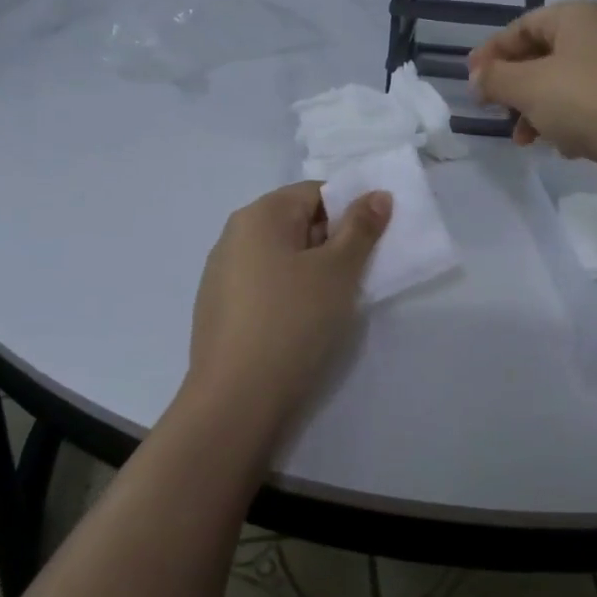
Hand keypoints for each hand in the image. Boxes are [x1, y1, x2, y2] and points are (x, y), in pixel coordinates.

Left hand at [184, 181, 391, 442]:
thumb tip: (377, 194)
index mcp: (259, 215)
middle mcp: (234, 235)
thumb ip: (361, 228)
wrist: (235, 402)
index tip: (369, 247)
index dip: (349, 213)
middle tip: (357, 277)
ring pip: (282, 257)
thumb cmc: (292, 322)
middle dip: (332, 244)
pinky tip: (301, 326)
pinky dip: (288, 295)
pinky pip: (265, 286)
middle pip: (298, 222)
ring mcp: (221, 274)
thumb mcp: (338, 271)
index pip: (316, 193)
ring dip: (312, 272)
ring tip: (332, 305)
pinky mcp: (219, 310)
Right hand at [467, 0, 596, 184]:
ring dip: (536, 109)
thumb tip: (476, 78)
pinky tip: (562, 146)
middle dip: (514, 87)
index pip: (521, 26)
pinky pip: (587, 101)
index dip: (491, 53)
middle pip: (542, 54)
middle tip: (495, 111)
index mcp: (577, 16)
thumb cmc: (587, 102)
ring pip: (563, 81)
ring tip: (524, 139)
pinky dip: (567, 119)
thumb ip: (494, 79)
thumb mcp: (528, 87)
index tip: (471, 81)